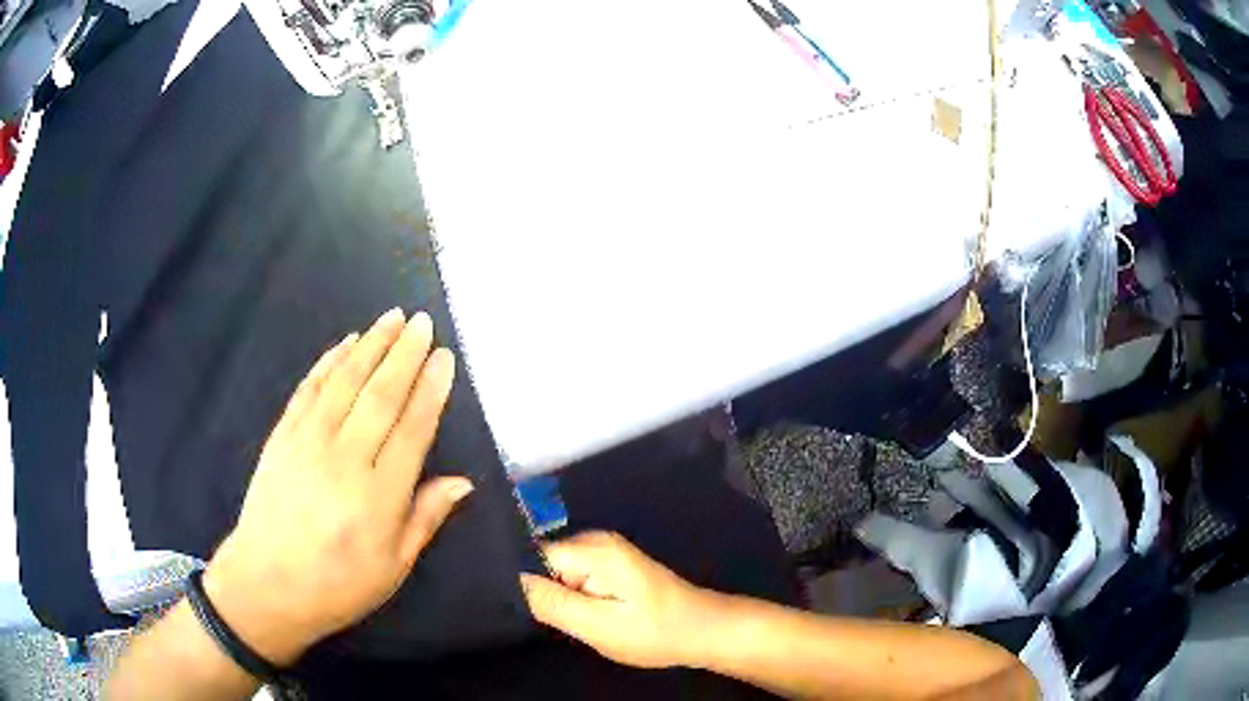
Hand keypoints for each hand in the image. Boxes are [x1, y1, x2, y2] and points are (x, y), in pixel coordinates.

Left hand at [203, 308, 472, 666]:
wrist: (267, 584)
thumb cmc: (338, 585)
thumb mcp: (393, 567)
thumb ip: (426, 518)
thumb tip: (463, 481)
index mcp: (379, 496)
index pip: (412, 429)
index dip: (431, 389)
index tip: (445, 358)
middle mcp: (345, 459)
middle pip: (380, 395)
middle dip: (405, 353)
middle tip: (423, 322)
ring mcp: (308, 443)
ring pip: (345, 382)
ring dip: (371, 346)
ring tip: (392, 318)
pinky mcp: (282, 437)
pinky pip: (308, 390)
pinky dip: (328, 363)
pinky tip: (345, 344)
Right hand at [520, 531, 717, 668]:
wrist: (703, 631)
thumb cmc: (655, 632)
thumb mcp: (599, 625)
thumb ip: (553, 603)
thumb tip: (511, 581)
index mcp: (593, 550)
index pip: (532, 555)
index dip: (520, 582)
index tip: (511, 608)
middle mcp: (595, 542)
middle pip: (543, 563)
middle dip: (537, 592)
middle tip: (544, 623)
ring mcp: (604, 553)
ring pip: (556, 574)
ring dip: (554, 598)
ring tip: (560, 623)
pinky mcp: (610, 568)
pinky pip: (573, 579)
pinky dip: (570, 599)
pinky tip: (576, 618)